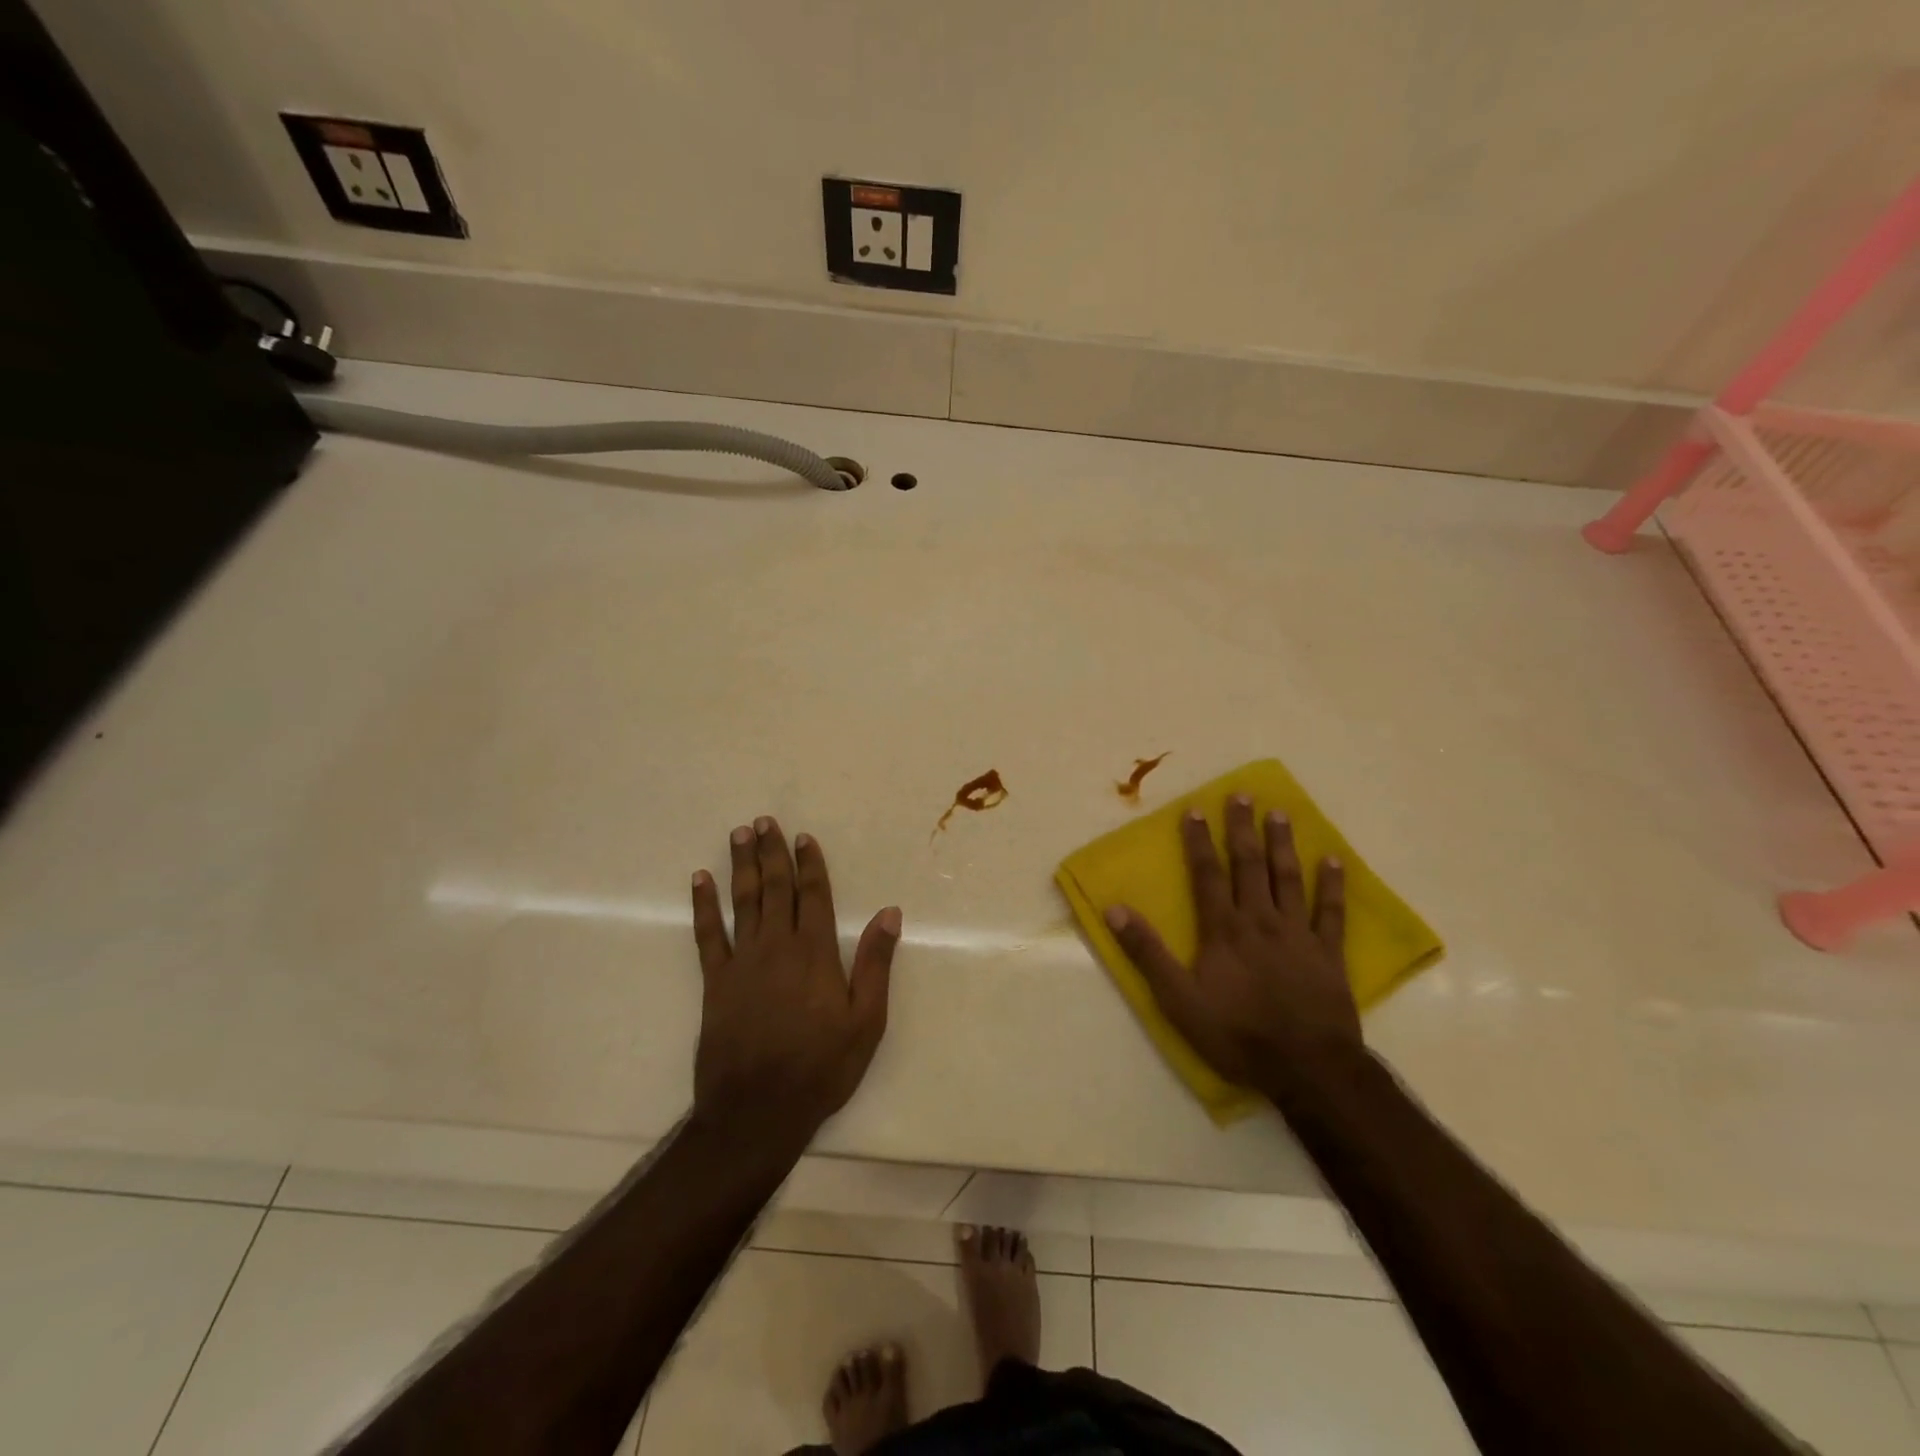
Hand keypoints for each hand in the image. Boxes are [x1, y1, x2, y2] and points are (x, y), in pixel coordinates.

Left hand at [690, 817, 901, 1144]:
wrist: (757, 1111)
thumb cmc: (821, 1068)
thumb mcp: (866, 1022)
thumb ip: (875, 964)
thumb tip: (889, 913)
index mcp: (815, 953)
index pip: (813, 895)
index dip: (809, 864)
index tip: (803, 837)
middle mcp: (777, 947)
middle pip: (776, 889)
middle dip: (772, 853)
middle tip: (764, 821)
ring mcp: (742, 962)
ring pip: (743, 901)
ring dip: (742, 866)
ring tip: (739, 835)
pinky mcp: (715, 982)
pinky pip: (707, 934)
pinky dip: (703, 905)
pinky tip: (699, 881)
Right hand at [1104, 796, 1357, 1094]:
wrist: (1307, 1068)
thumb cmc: (1236, 1034)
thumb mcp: (1178, 999)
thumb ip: (1148, 953)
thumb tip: (1114, 909)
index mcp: (1223, 929)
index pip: (1207, 874)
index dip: (1199, 841)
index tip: (1195, 809)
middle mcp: (1260, 920)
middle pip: (1249, 865)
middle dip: (1242, 828)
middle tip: (1243, 795)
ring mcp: (1298, 934)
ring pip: (1288, 878)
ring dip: (1282, 844)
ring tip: (1280, 813)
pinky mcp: (1328, 953)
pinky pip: (1330, 912)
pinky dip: (1331, 885)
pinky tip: (1332, 860)